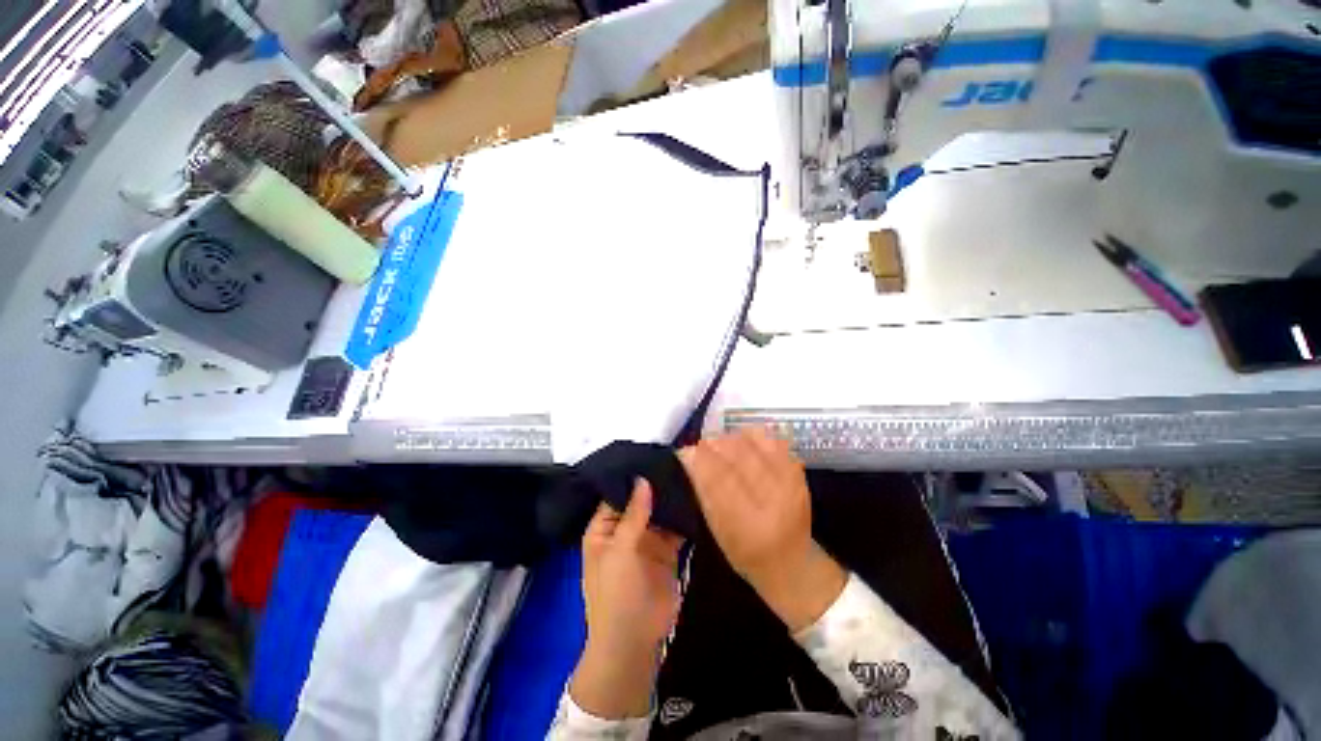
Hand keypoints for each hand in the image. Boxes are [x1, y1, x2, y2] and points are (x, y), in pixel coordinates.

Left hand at [570, 480, 683, 718]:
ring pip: (660, 513)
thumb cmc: (616, 594)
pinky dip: (684, 517)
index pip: (617, 494)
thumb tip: (643, 479)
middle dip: (655, 485)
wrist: (635, 641)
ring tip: (688, 471)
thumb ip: (634, 514)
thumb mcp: (620, 551)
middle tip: (675, 458)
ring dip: (671, 499)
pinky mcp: (667, 551)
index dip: (632, 478)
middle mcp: (625, 530)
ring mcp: (647, 540)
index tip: (650, 455)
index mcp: (604, 528)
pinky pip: (675, 528)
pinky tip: (696, 496)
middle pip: (641, 501)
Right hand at [680, 427, 846, 632]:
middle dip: (715, 443)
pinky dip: (754, 438)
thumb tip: (688, 455)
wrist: (791, 562)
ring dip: (733, 438)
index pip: (719, 477)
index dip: (700, 458)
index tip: (687, 449)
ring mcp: (790, 482)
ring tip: (723, 444)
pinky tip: (745, 443)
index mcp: (747, 521)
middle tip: (703, 445)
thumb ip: (703, 490)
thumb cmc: (745, 551)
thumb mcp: (717, 529)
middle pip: (738, 454)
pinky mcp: (799, 473)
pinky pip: (773, 441)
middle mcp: (772, 499)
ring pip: (755, 443)